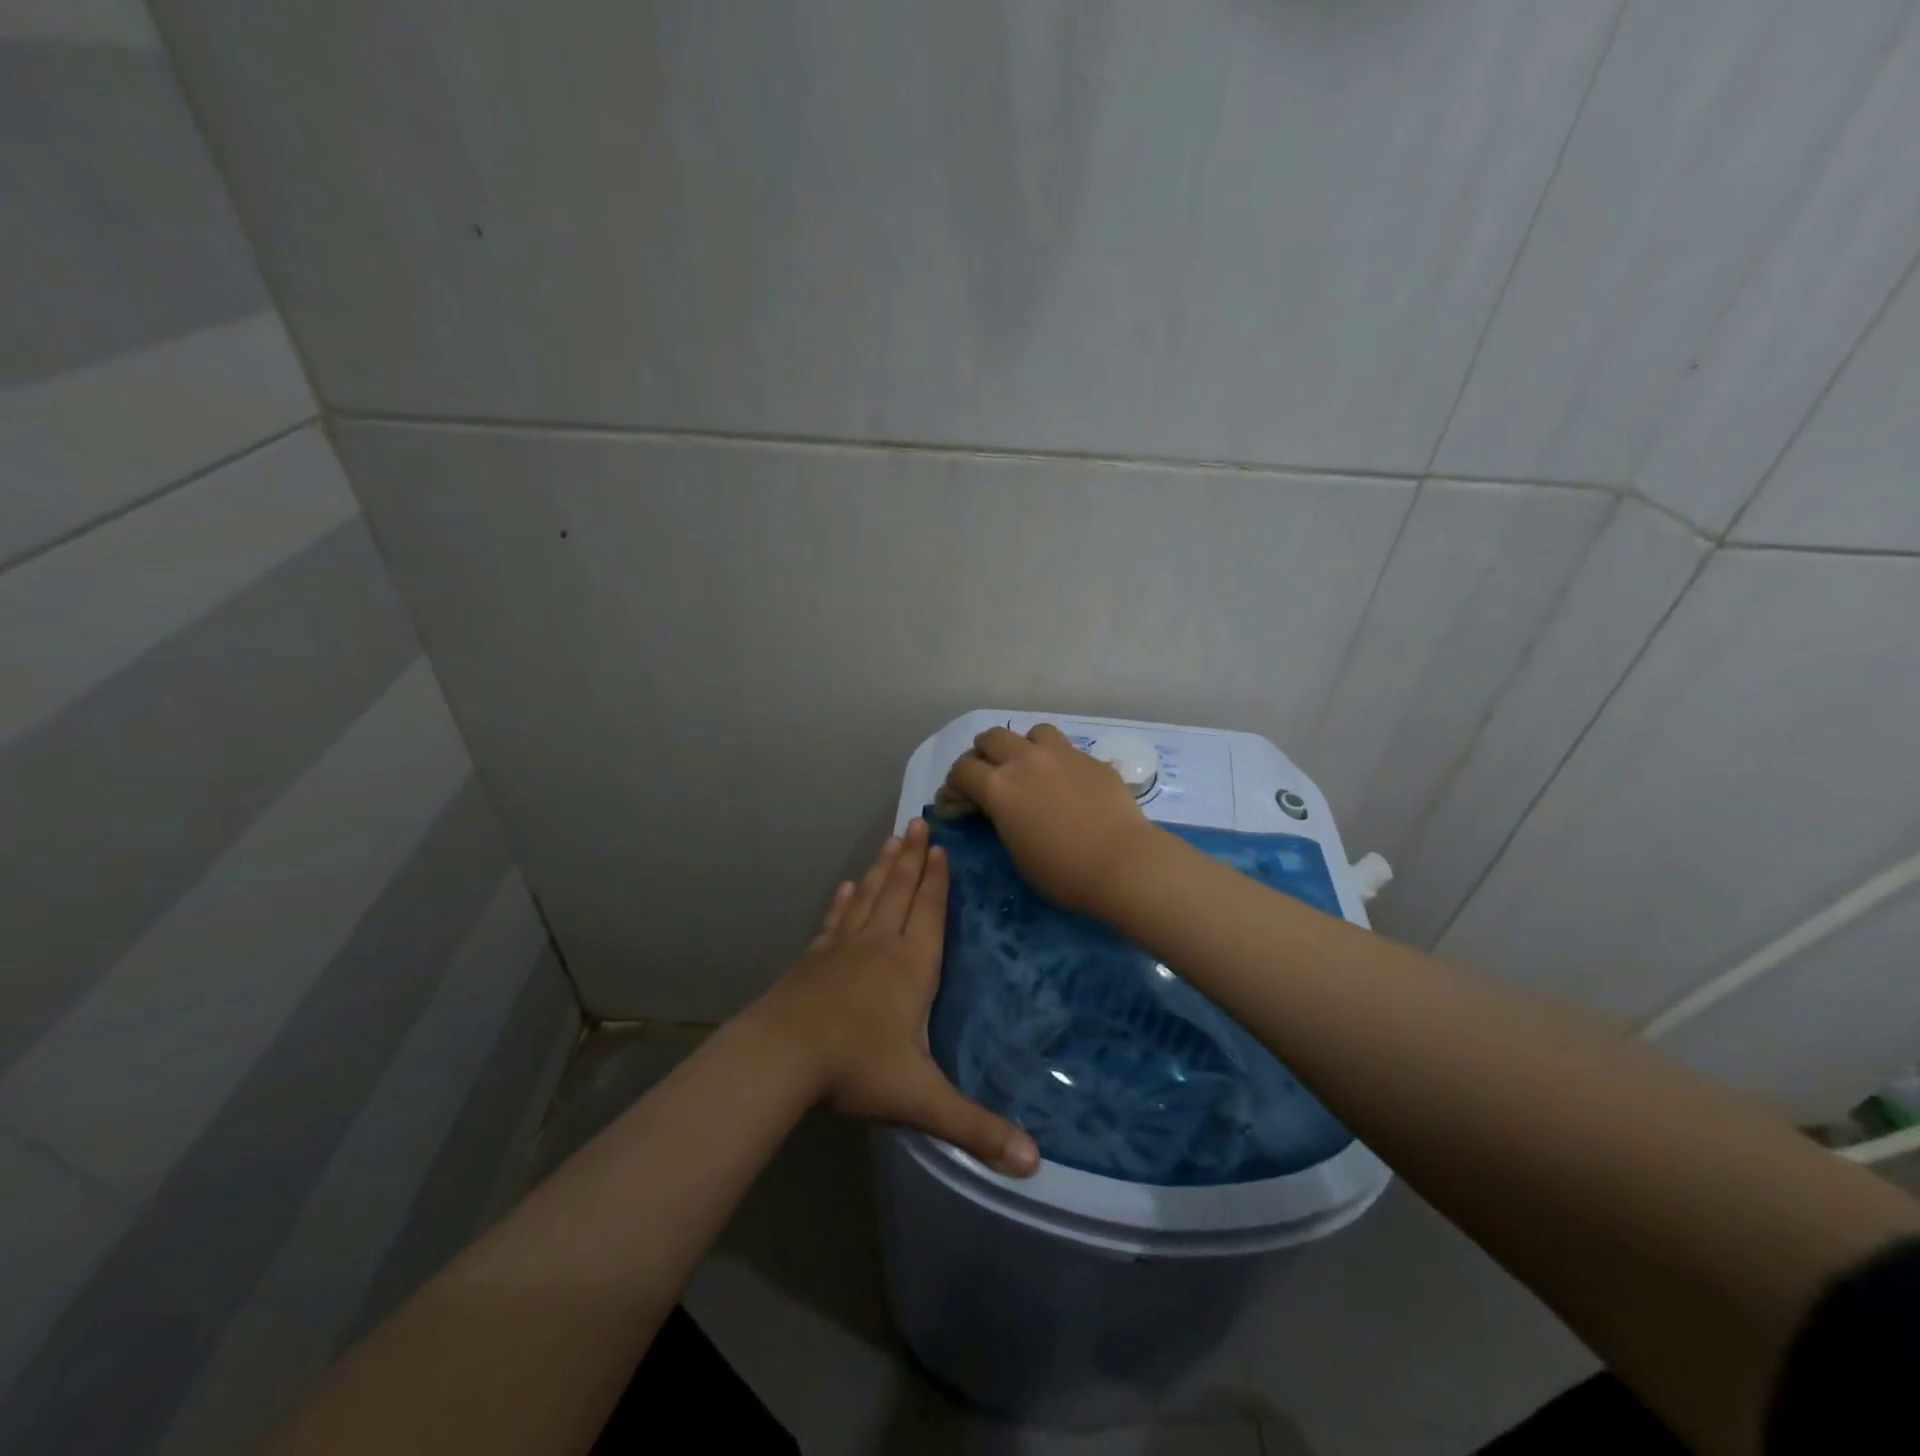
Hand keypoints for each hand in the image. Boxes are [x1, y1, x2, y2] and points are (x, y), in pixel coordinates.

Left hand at [743, 818, 1039, 1176]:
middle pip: (901, 892)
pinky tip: (847, 886)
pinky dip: (845, 900)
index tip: (941, 847)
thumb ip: (975, 1127)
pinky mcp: (814, 957)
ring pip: (870, 897)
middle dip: (914, 859)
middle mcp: (880, 945)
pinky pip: (836, 919)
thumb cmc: (856, 1068)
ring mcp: (843, 947)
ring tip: (893, 839)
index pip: (931, 912)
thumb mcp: (921, 1100)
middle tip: (919, 823)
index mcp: (911, 966)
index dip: (938, 880)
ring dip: (884, 868)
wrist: (781, 1057)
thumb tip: (1034, 1164)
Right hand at [940, 723, 1162, 916]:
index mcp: (999, 787)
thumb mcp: (1016, 851)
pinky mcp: (1091, 759)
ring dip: (1024, 746)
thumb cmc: (1062, 871)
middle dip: (983, 754)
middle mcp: (1026, 760)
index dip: (953, 786)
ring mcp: (1062, 755)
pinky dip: (1057, 760)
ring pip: (1032, 731)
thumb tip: (998, 809)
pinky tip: (1067, 782)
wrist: (1122, 862)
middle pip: (992, 737)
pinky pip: (1067, 749)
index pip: (962, 770)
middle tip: (987, 776)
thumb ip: (1001, 819)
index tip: (955, 802)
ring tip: (1029, 767)